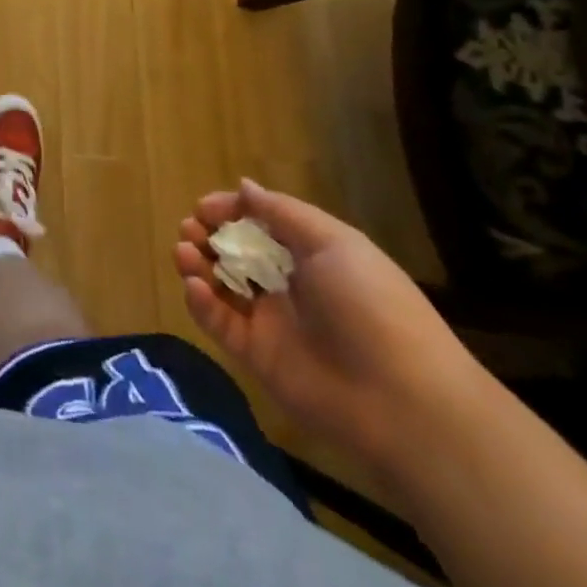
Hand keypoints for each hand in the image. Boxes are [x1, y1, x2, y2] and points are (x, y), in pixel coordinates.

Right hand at [173, 180, 485, 475]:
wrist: (402, 400)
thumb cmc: (370, 305)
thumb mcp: (333, 243)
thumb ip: (282, 213)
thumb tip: (244, 186)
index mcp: (311, 255)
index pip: (260, 224)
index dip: (230, 211)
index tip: (203, 208)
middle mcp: (288, 284)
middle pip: (235, 252)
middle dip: (207, 235)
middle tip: (190, 230)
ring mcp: (271, 321)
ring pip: (220, 285)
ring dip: (197, 264)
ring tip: (184, 252)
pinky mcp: (256, 356)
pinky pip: (219, 323)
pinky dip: (200, 302)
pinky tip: (194, 285)